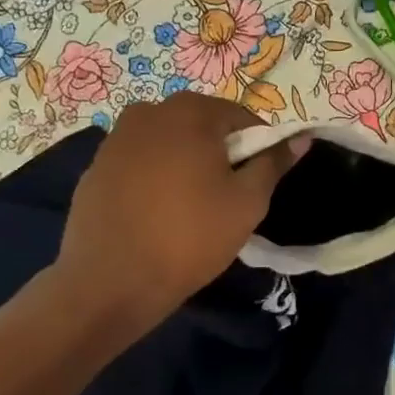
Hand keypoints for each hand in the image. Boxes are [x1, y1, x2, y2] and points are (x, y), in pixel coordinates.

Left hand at [50, 93, 308, 345]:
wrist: (111, 282)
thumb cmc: (190, 236)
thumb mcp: (248, 202)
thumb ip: (273, 163)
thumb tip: (300, 138)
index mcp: (189, 112)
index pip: (240, 117)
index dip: (257, 147)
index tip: (258, 181)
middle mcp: (148, 112)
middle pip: (201, 124)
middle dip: (218, 152)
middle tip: (225, 195)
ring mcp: (115, 138)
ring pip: (167, 142)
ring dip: (184, 163)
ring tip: (189, 206)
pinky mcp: (95, 167)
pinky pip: (139, 162)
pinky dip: (153, 177)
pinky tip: (156, 213)